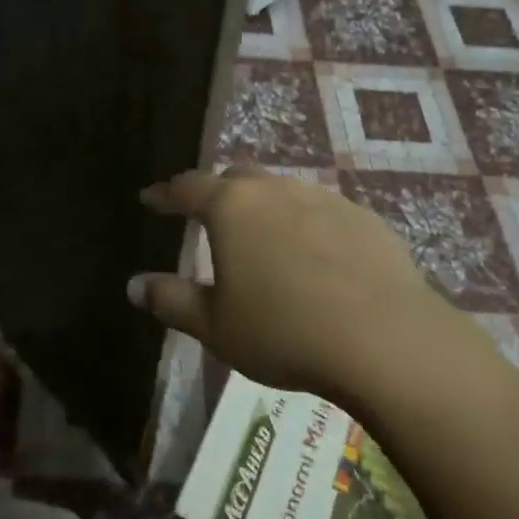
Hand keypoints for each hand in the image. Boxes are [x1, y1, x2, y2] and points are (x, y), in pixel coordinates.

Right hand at [127, 168, 453, 403]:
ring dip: (265, 208)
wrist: (384, 339)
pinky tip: (315, 257)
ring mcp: (325, 199)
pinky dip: (306, 225)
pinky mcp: (364, 218)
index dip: (165, 194)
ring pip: (283, 192)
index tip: (150, 198)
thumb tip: (133, 284)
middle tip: (208, 216)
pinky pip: (322, 212)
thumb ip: (171, 300)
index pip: (188, 187)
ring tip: (262, 237)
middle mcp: (277, 190)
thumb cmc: (283, 331)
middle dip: (217, 193)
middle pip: (238, 179)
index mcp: (233, 207)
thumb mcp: (215, 326)